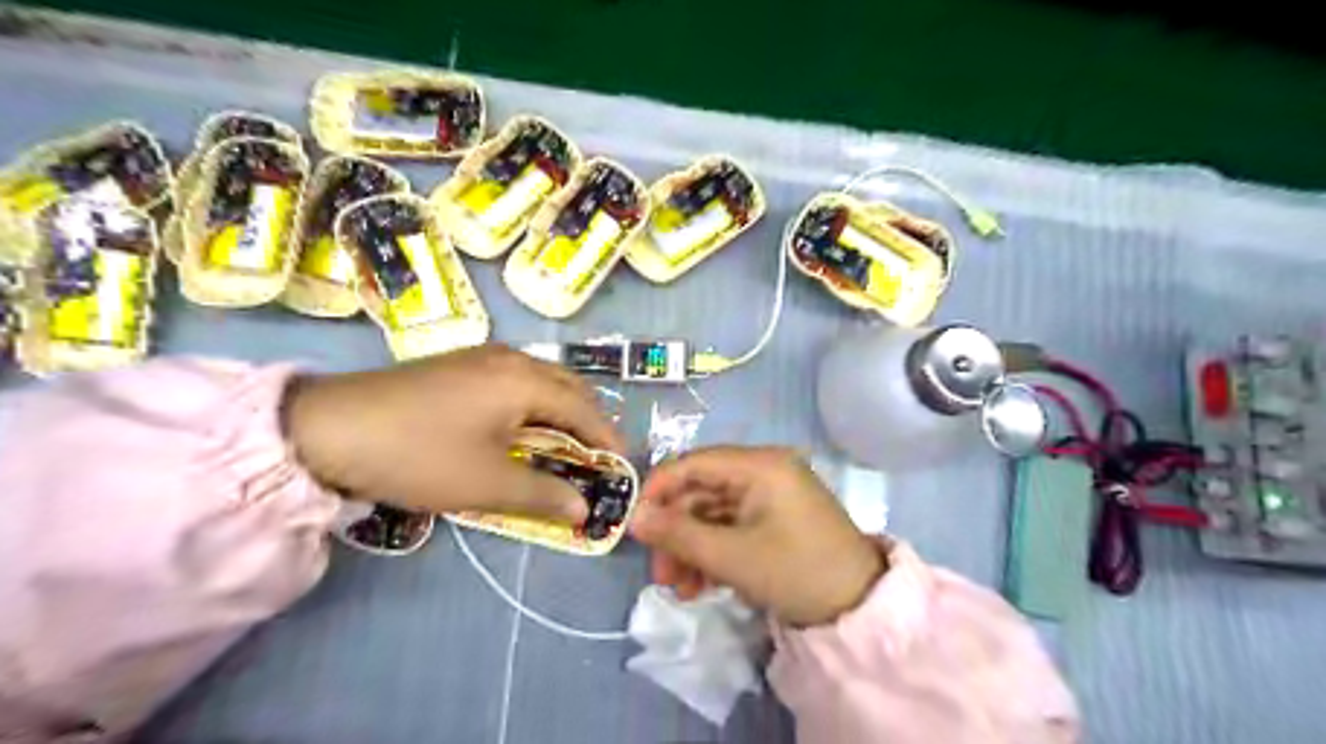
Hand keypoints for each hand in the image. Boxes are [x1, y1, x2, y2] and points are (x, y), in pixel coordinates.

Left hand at [282, 344, 621, 521]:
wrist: (328, 427)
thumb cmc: (420, 454)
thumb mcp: (487, 483)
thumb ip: (544, 495)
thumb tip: (584, 510)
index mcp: (526, 381)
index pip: (584, 409)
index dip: (606, 439)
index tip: (621, 466)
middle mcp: (512, 359)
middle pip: (568, 387)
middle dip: (589, 421)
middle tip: (596, 455)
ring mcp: (482, 357)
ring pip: (541, 381)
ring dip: (561, 411)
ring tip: (565, 444)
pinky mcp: (459, 365)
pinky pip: (516, 380)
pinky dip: (533, 404)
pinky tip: (522, 426)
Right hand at [628, 448, 882, 626]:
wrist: (860, 609)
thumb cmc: (796, 571)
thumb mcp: (732, 556)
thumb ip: (678, 534)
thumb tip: (633, 518)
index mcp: (760, 464)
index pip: (694, 462)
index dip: (659, 490)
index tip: (634, 523)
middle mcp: (764, 470)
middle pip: (701, 492)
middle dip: (676, 533)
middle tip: (660, 573)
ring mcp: (770, 495)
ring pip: (713, 514)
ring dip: (692, 548)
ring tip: (680, 589)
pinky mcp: (775, 519)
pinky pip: (732, 527)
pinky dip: (713, 552)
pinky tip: (701, 585)